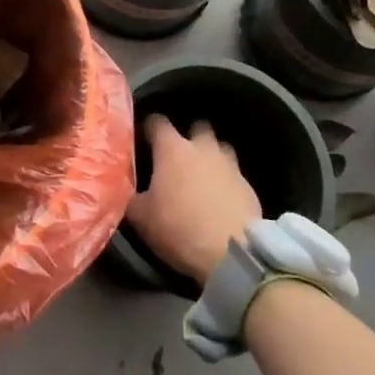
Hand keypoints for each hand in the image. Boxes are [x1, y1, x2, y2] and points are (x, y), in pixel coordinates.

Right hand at [125, 116, 260, 287]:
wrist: (231, 252)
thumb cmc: (178, 227)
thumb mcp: (141, 216)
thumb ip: (132, 195)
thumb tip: (125, 188)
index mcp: (172, 149)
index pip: (157, 122)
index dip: (149, 128)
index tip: (144, 138)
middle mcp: (203, 149)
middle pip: (198, 127)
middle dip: (188, 136)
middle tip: (177, 155)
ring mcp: (230, 165)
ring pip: (220, 148)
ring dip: (211, 156)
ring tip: (201, 175)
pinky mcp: (249, 186)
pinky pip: (234, 174)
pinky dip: (225, 181)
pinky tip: (218, 198)